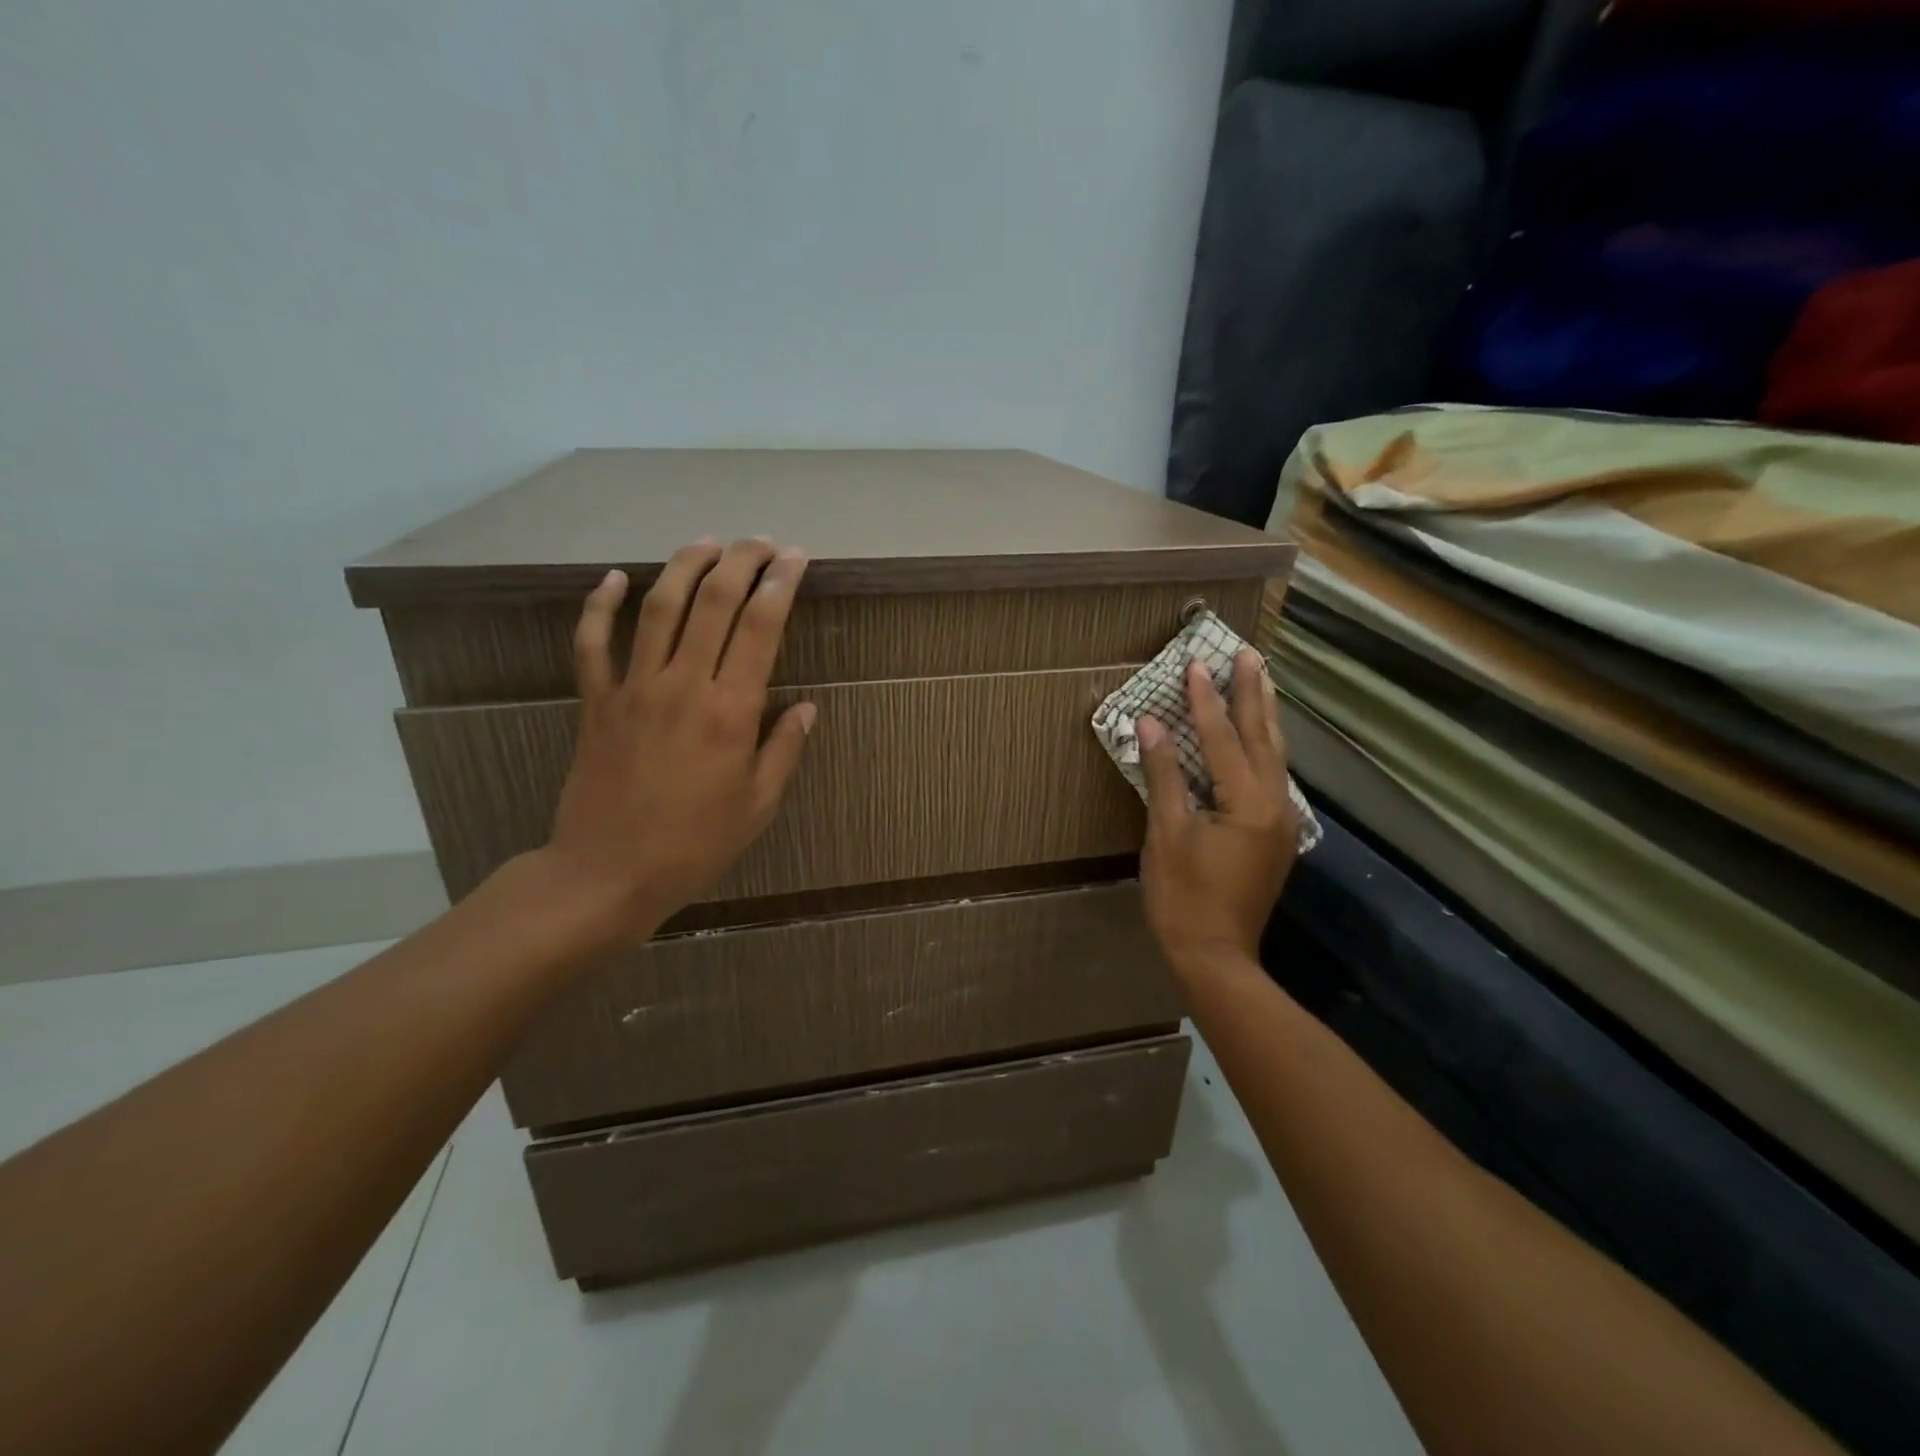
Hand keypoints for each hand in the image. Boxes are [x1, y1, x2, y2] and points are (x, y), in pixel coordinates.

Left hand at [541, 538, 814, 942]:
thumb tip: (806, 708)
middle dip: (741, 562)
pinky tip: (614, 578)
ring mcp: (634, 689)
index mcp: (730, 712)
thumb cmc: (695, 845)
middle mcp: (683, 685)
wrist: (608, 873)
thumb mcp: (758, 806)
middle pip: (714, 603)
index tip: (795, 558)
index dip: (780, 585)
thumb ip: (783, 750)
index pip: (760, 628)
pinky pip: (592, 644)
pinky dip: (600, 606)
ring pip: (659, 608)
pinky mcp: (596, 702)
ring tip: (707, 543)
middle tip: (760, 542)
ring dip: (685, 567)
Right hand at [1138, 649, 1298, 978]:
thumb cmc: (1183, 897)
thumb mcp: (1166, 833)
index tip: (1198, 663)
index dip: (1207, 700)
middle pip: (1264, 738)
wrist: (1215, 957)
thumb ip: (1164, 774)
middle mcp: (1275, 805)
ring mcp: (1281, 822)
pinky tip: (1258, 739)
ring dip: (1265, 717)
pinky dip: (1263, 748)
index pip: (1225, 738)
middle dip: (1254, 694)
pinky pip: (1271, 777)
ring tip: (1262, 681)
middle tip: (1251, 654)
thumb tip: (1151, 724)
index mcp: (1248, 802)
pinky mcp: (1275, 837)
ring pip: (1274, 756)